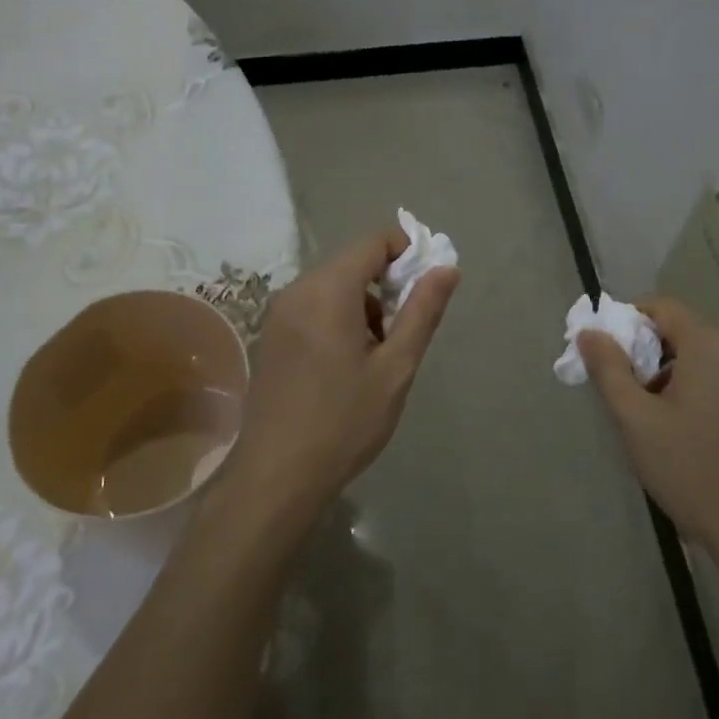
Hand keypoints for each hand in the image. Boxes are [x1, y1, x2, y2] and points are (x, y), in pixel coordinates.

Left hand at [225, 226, 458, 522]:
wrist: (276, 476)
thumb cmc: (344, 422)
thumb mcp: (395, 368)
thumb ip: (422, 312)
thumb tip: (446, 268)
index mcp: (328, 290)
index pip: (373, 242)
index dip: (407, 250)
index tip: (428, 283)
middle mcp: (298, 290)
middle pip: (353, 262)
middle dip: (387, 282)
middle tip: (407, 327)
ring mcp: (279, 312)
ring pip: (334, 285)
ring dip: (365, 302)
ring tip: (380, 353)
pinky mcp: (272, 334)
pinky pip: (314, 305)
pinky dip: (340, 315)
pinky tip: (350, 361)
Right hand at [580, 298, 718, 552]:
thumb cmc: (691, 470)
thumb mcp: (636, 420)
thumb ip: (609, 369)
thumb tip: (589, 332)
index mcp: (711, 346)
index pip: (662, 307)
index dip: (628, 322)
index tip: (607, 355)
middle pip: (683, 331)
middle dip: (647, 352)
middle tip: (625, 390)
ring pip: (702, 358)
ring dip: (671, 373)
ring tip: (652, 416)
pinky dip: (697, 389)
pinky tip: (686, 430)